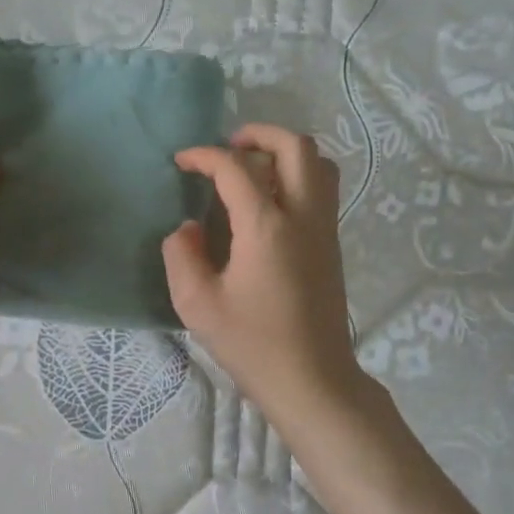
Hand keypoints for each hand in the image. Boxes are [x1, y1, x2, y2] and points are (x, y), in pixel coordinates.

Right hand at [162, 123, 370, 421]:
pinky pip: (322, 189)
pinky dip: (298, 176)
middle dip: (260, 134)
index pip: (236, 168)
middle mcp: (303, 216)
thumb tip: (188, 228)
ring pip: (319, 163)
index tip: (182, 162)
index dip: (204, 156)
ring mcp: (324, 229)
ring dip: (285, 152)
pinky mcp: (332, 245)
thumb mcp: (198, 304)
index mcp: (267, 226)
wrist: (312, 380)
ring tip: (253, 168)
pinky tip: (269, 203)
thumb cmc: (252, 344)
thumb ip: (182, 256)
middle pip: (296, 146)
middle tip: (229, 146)